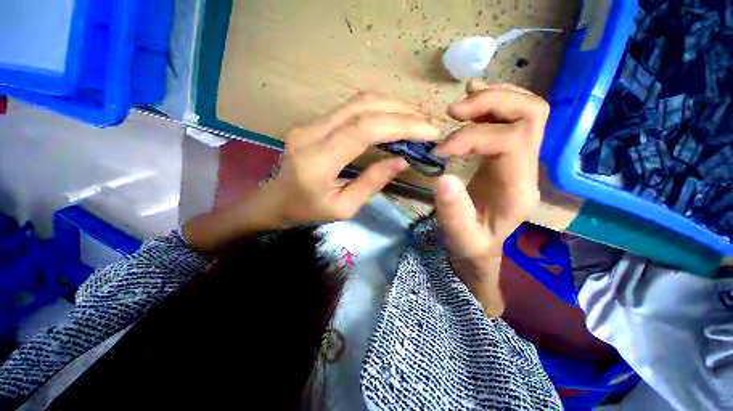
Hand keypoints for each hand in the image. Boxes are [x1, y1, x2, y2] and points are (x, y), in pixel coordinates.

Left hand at [266, 92, 438, 223]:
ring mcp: (310, 123)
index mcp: (318, 161)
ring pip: (357, 102)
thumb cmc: (307, 211)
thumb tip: (402, 161)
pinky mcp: (313, 122)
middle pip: (362, 107)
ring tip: (415, 119)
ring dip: (391, 106)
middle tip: (426, 122)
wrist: (273, 201)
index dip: (400, 125)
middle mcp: (311, 133)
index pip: (363, 130)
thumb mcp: (343, 208)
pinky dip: (377, 110)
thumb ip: (372, 183)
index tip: (428, 132)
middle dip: (400, 111)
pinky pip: (350, 109)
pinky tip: (392, 119)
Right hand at [433, 81, 549, 315]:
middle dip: (492, 103)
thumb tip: (442, 178)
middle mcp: (529, 167)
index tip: (440, 149)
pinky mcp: (511, 153)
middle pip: (531, 115)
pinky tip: (474, 97)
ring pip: (527, 109)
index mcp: (518, 188)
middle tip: (453, 112)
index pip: (509, 142)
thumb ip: (453, 211)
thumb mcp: (461, 235)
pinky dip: (495, 100)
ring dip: (494, 98)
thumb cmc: (472, 243)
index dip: (472, 137)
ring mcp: (524, 157)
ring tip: (462, 103)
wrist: (483, 244)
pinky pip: (514, 117)